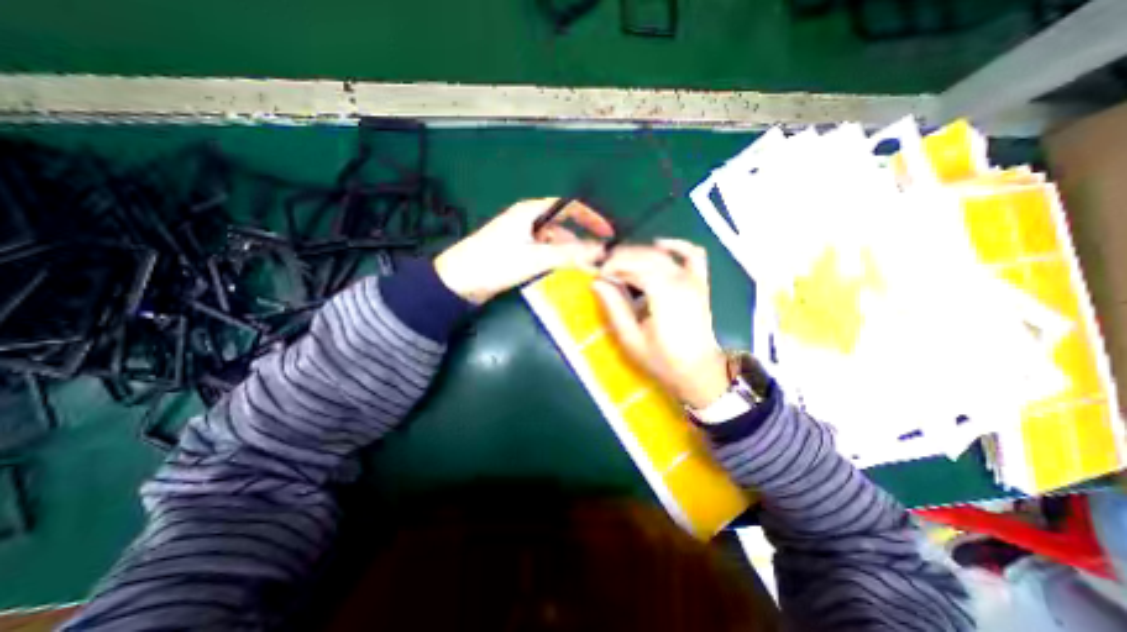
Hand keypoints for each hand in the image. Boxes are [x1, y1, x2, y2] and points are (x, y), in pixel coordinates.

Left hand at [439, 198, 615, 302]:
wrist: (457, 282)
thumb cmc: (493, 263)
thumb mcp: (533, 258)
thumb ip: (568, 253)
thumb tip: (600, 251)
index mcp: (531, 211)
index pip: (570, 206)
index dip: (591, 218)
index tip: (608, 234)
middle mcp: (528, 219)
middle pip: (563, 224)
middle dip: (582, 239)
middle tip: (597, 259)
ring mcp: (522, 235)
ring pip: (554, 240)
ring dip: (569, 252)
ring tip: (584, 269)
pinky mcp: (517, 250)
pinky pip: (544, 251)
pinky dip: (556, 259)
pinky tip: (563, 271)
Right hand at [593, 237, 725, 410]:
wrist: (698, 372)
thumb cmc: (662, 360)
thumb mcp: (631, 338)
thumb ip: (614, 307)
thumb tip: (597, 282)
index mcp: (664, 294)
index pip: (634, 264)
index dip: (613, 265)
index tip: (598, 275)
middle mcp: (681, 279)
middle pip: (647, 255)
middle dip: (622, 258)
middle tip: (605, 271)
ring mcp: (694, 279)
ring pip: (663, 253)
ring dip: (640, 253)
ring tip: (623, 265)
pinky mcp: (700, 282)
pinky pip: (693, 254)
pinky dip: (676, 245)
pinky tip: (659, 245)